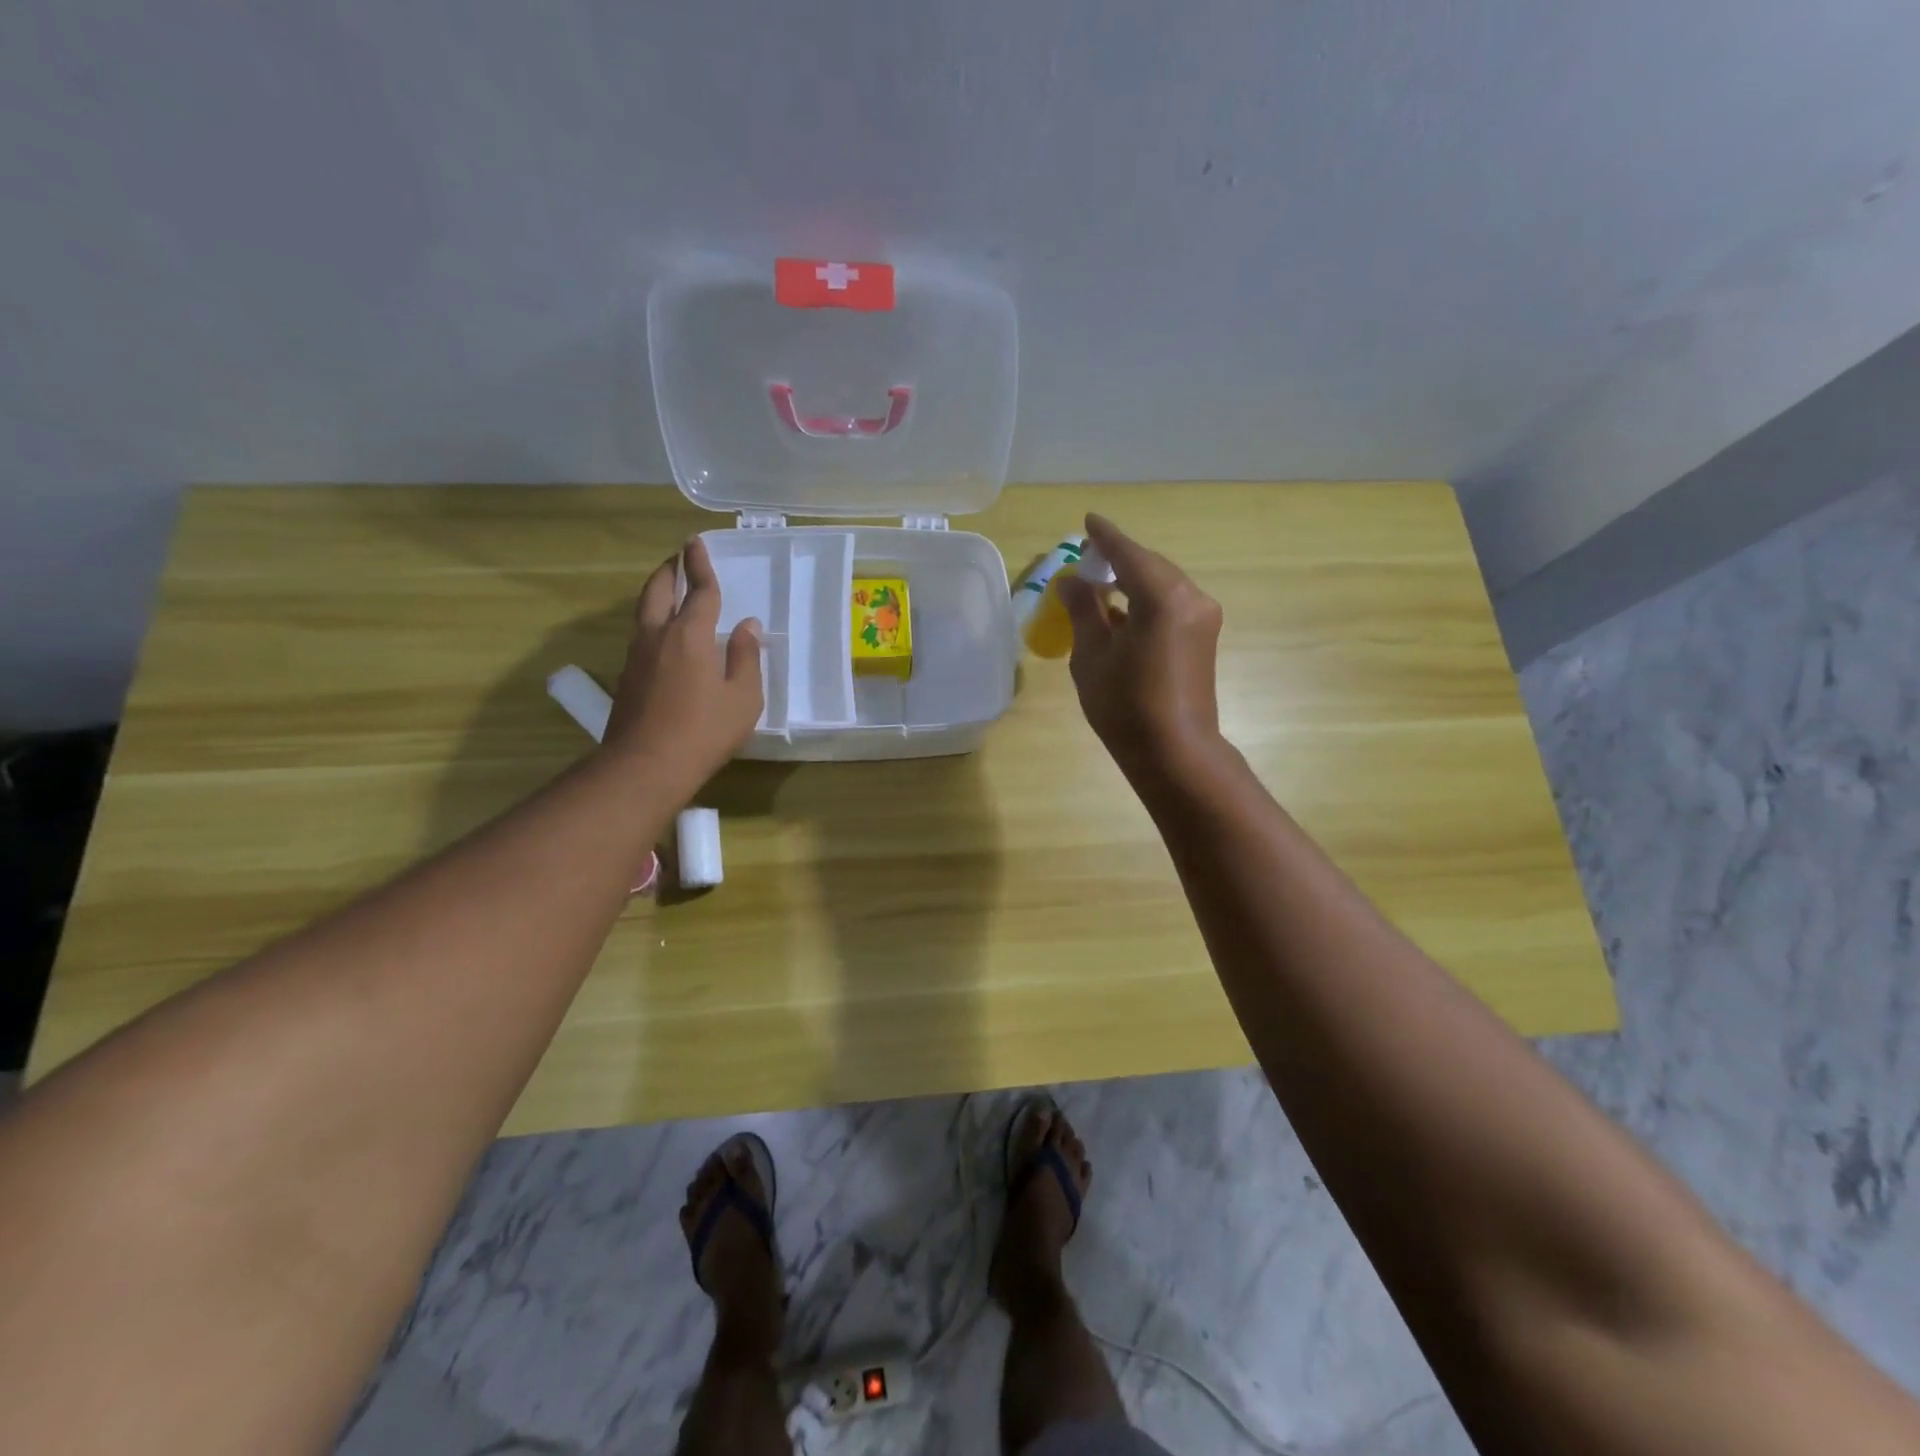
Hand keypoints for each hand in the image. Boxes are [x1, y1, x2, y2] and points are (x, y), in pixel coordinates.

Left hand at [602, 536, 763, 791]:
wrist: (645, 766)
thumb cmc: (704, 730)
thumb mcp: (743, 697)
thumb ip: (746, 658)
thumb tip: (748, 627)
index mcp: (690, 635)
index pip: (699, 591)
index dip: (700, 566)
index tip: (696, 543)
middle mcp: (657, 636)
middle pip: (658, 591)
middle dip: (669, 570)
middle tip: (678, 559)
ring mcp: (636, 656)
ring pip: (644, 612)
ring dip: (657, 594)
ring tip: (671, 591)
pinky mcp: (627, 677)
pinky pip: (641, 635)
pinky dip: (653, 621)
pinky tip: (665, 636)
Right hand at [1056, 514, 1225, 778]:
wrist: (1174, 752)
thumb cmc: (1124, 706)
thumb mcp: (1092, 656)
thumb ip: (1083, 610)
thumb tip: (1072, 582)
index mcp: (1162, 597)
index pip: (1129, 554)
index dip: (1105, 537)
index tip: (1088, 521)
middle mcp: (1191, 597)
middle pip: (1150, 566)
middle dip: (1119, 560)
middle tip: (1088, 559)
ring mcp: (1203, 617)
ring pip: (1163, 584)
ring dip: (1133, 581)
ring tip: (1101, 585)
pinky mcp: (1204, 637)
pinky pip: (1172, 604)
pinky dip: (1146, 600)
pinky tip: (1123, 611)